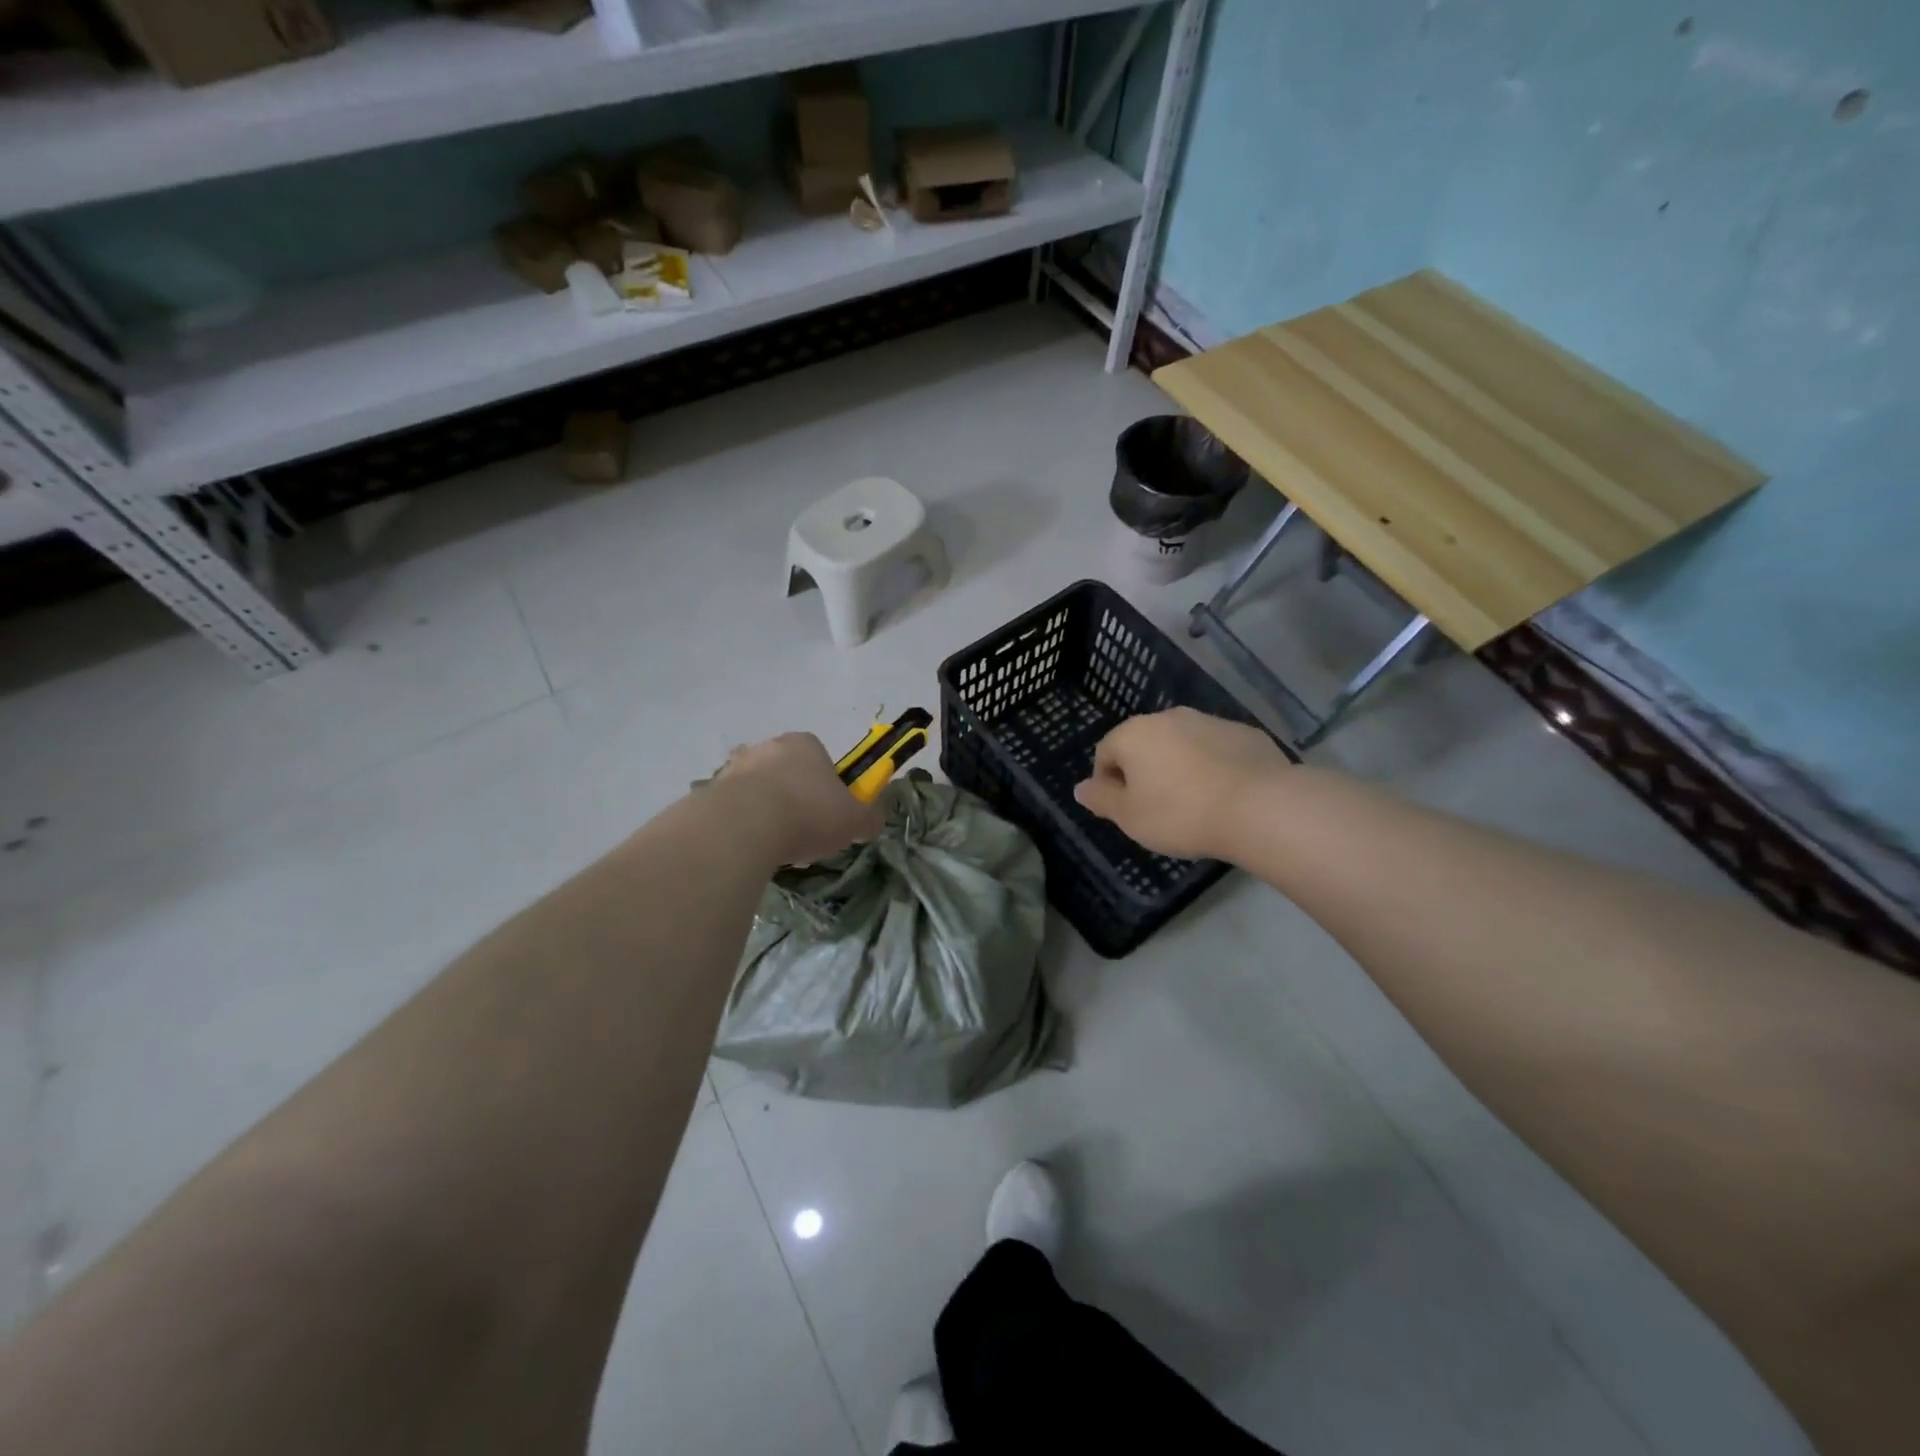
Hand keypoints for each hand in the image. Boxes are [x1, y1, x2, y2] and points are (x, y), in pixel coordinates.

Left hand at [715, 732, 883, 865]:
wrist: (745, 826)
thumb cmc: (809, 813)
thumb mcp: (854, 821)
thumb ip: (867, 819)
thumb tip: (873, 821)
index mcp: (806, 744)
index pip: (820, 760)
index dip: (826, 789)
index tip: (828, 816)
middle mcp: (768, 747)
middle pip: (786, 773)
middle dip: (794, 800)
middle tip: (802, 834)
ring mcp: (735, 767)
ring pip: (758, 790)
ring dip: (766, 813)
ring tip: (775, 848)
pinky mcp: (709, 791)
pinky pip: (732, 809)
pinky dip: (741, 826)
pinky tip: (750, 849)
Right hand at [1074, 708, 1287, 859]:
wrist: (1259, 807)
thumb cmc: (1181, 814)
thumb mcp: (1130, 817)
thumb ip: (1102, 799)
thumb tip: (1080, 788)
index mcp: (1135, 734)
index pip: (1105, 752)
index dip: (1107, 782)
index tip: (1122, 810)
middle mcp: (1169, 717)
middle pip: (1144, 744)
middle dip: (1144, 771)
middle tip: (1155, 808)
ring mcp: (1210, 721)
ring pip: (1182, 744)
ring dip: (1179, 767)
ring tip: (1193, 804)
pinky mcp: (1245, 733)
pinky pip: (1217, 750)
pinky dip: (1213, 767)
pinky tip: (1224, 796)